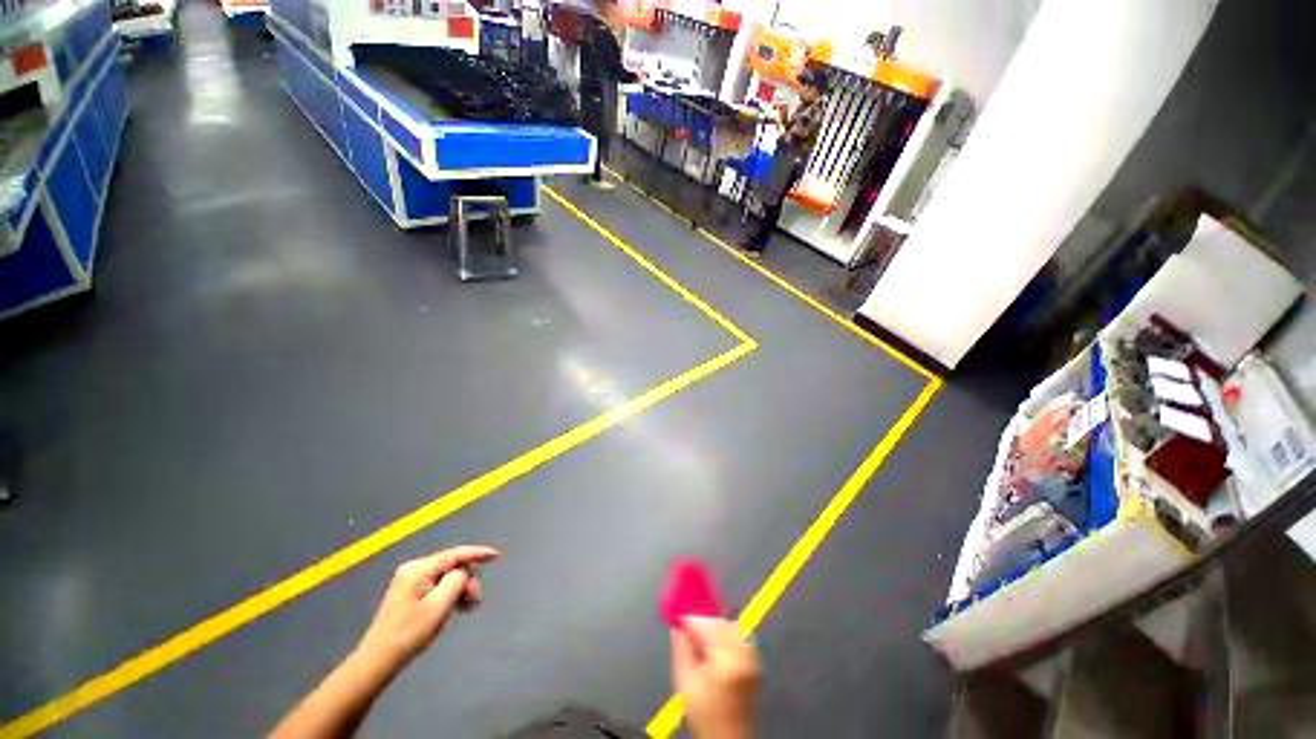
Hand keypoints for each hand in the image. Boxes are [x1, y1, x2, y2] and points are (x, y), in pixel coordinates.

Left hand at [356, 545, 500, 670]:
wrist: (378, 661)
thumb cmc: (409, 633)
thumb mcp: (439, 606)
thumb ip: (456, 580)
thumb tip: (463, 572)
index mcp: (419, 569)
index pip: (455, 554)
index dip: (478, 553)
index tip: (496, 555)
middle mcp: (414, 570)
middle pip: (452, 566)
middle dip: (467, 580)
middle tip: (475, 601)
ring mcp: (409, 582)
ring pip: (446, 577)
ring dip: (460, 589)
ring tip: (468, 607)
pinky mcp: (409, 594)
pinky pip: (438, 586)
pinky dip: (450, 594)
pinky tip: (456, 608)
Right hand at [670, 617, 760, 738]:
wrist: (729, 738)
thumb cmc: (706, 717)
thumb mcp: (686, 685)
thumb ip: (681, 651)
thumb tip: (677, 627)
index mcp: (725, 663)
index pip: (709, 625)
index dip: (693, 619)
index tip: (680, 619)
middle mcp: (743, 657)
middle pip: (724, 623)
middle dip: (705, 622)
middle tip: (690, 630)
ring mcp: (753, 660)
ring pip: (733, 627)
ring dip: (716, 628)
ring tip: (702, 641)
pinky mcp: (756, 664)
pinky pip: (740, 637)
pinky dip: (727, 636)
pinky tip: (716, 649)